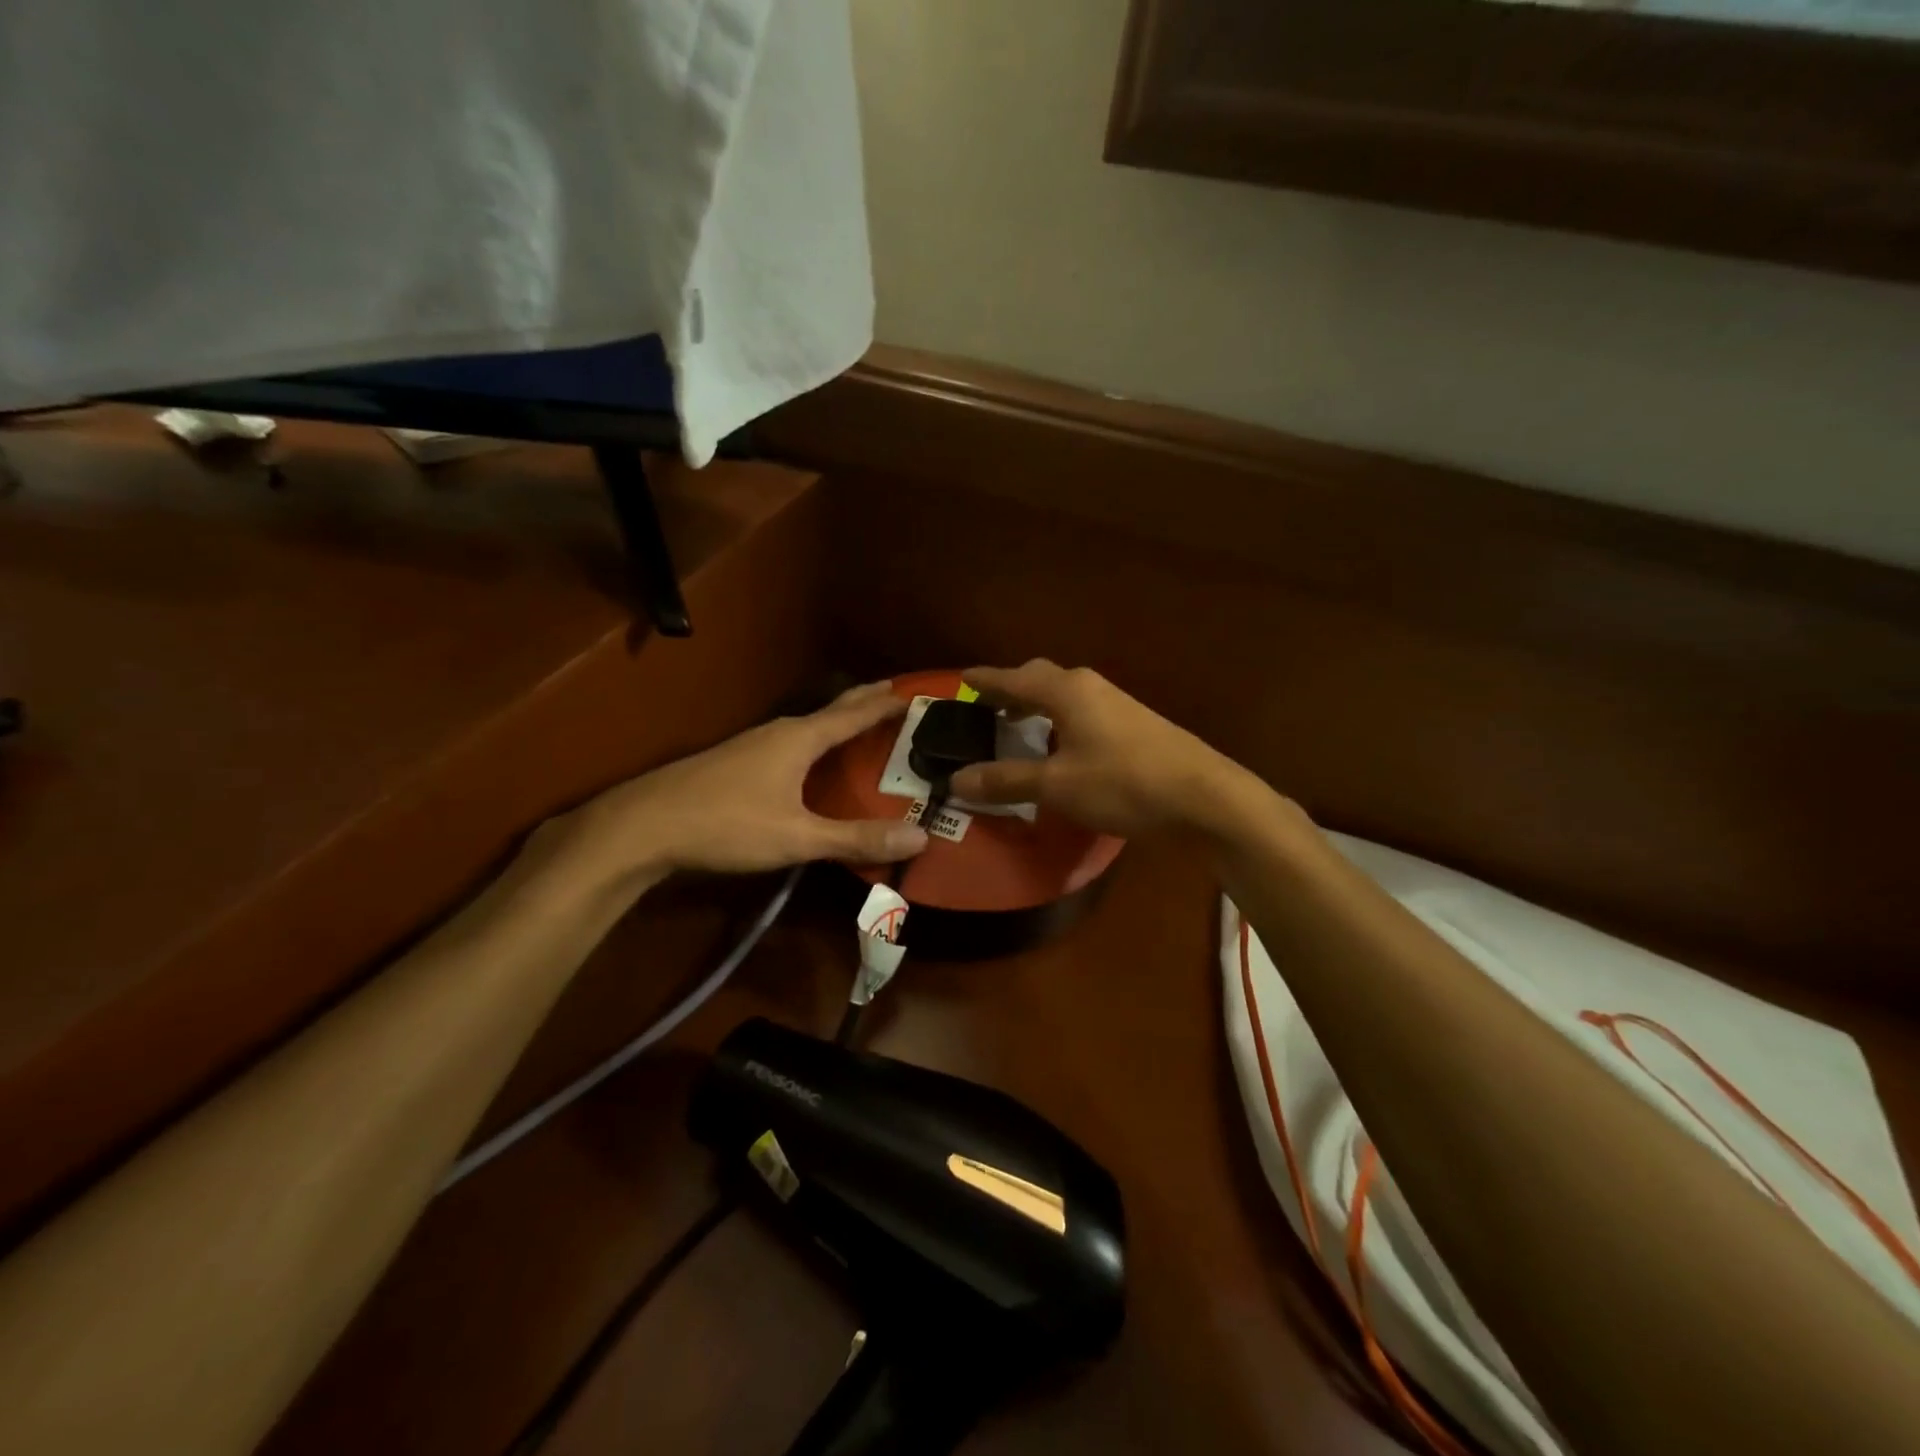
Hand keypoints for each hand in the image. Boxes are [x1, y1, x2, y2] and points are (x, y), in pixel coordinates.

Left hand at [533, 682, 927, 891]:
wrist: (643, 826)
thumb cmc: (727, 824)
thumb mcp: (797, 837)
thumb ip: (856, 838)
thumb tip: (920, 838)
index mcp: (800, 738)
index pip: (854, 713)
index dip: (886, 703)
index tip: (916, 692)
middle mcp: (779, 732)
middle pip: (831, 710)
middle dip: (864, 700)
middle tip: (895, 693)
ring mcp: (753, 744)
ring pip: (808, 725)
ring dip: (837, 721)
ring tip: (860, 725)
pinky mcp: (736, 762)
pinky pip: (790, 742)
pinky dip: (815, 742)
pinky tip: (810, 761)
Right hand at [949, 660, 1268, 838]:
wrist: (1204, 797)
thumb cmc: (1123, 784)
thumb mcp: (1057, 786)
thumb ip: (1006, 781)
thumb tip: (956, 781)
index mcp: (1066, 691)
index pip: (1014, 678)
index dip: (986, 681)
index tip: (962, 678)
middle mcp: (1090, 687)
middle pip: (1041, 679)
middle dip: (1012, 689)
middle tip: (987, 707)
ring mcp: (1117, 704)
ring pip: (1065, 696)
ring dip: (1037, 706)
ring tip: (1017, 727)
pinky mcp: (1135, 726)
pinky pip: (1083, 712)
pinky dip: (1059, 722)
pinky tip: (1061, 747)